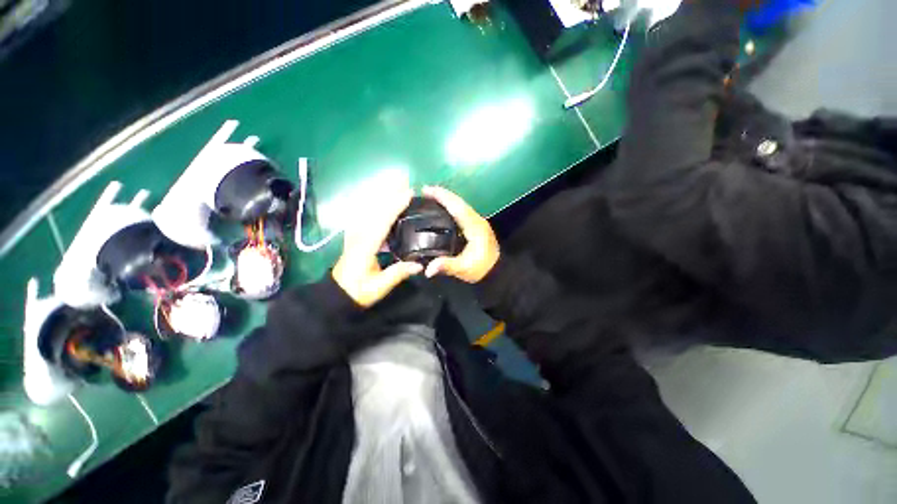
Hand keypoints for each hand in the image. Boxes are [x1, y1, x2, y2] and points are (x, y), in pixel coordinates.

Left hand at [332, 183, 422, 307]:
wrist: (338, 294)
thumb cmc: (358, 291)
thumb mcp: (379, 287)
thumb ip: (398, 273)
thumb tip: (419, 265)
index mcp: (366, 246)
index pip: (382, 221)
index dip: (395, 206)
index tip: (408, 193)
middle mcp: (359, 234)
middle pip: (375, 208)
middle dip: (389, 192)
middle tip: (404, 179)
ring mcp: (356, 232)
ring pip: (369, 208)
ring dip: (382, 194)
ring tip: (395, 183)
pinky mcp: (356, 234)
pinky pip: (366, 214)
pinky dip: (375, 203)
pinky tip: (382, 198)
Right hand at [421, 186, 499, 282]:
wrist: (497, 271)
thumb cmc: (482, 269)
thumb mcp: (464, 269)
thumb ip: (446, 266)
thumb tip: (428, 269)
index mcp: (474, 227)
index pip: (457, 207)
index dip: (442, 197)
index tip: (427, 190)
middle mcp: (476, 220)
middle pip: (458, 202)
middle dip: (442, 194)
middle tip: (425, 191)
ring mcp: (477, 222)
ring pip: (461, 205)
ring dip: (447, 199)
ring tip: (431, 196)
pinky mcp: (476, 226)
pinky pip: (462, 211)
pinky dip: (451, 206)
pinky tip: (442, 209)